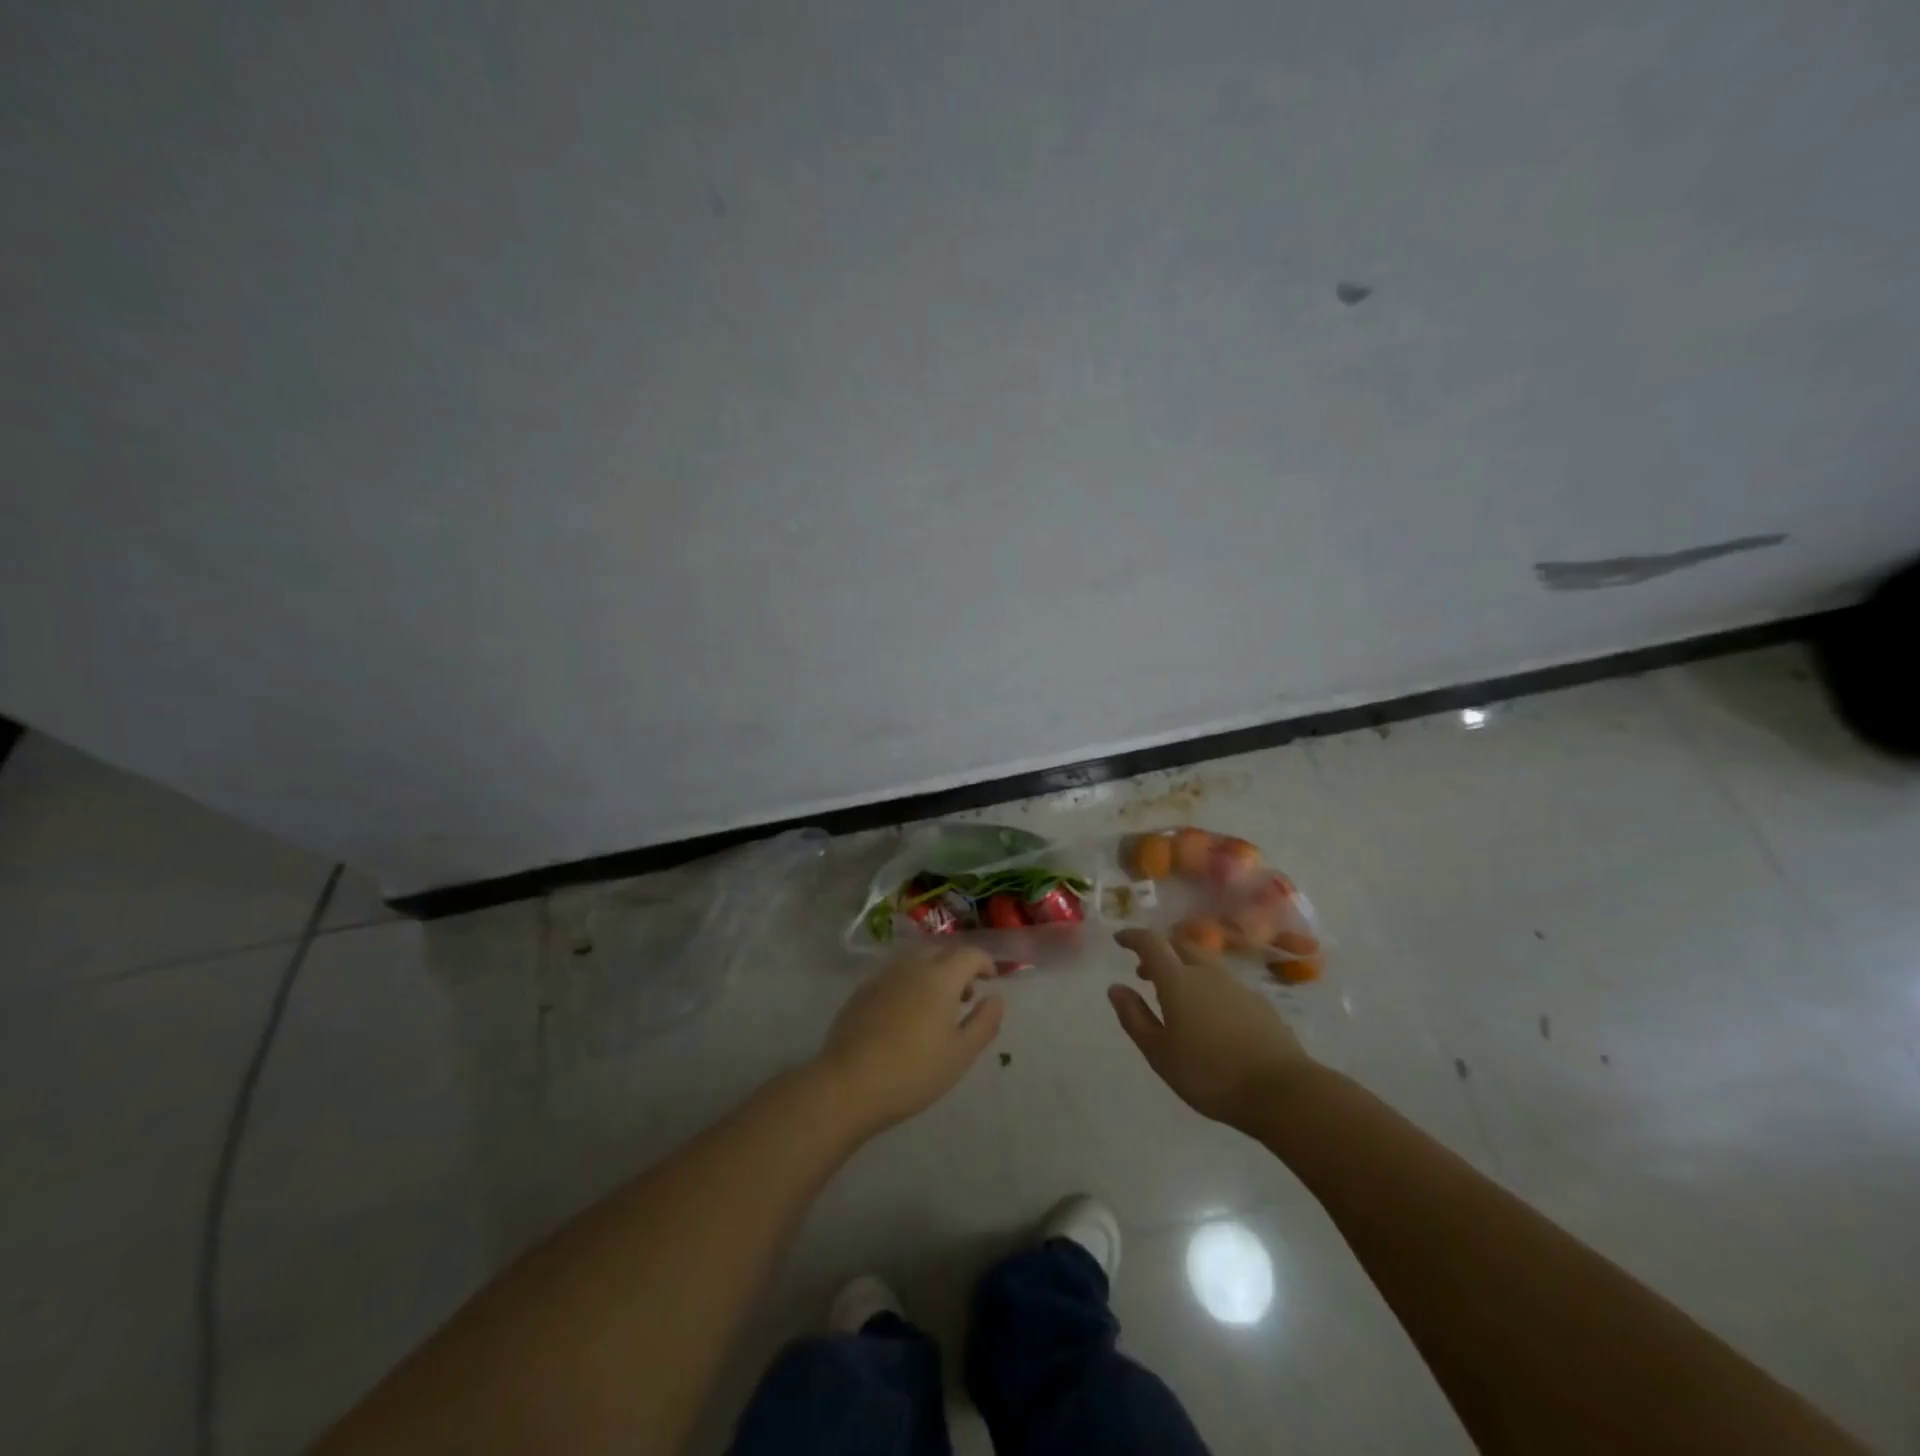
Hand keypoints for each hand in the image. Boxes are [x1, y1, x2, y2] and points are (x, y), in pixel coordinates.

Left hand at [816, 945, 1003, 1132]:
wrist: (848, 1084)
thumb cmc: (914, 1071)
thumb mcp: (961, 1053)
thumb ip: (984, 1022)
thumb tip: (996, 998)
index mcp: (940, 977)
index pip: (969, 954)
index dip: (984, 962)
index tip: (991, 978)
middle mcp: (911, 967)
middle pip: (941, 953)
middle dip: (958, 967)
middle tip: (966, 995)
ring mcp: (883, 976)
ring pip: (915, 963)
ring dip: (932, 975)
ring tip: (936, 1008)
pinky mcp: (861, 992)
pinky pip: (894, 978)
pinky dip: (908, 986)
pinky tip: (905, 1016)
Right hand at [1109, 929, 1313, 1130]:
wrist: (1282, 1090)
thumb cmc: (1210, 1074)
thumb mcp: (1159, 1053)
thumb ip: (1134, 1017)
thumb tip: (1116, 987)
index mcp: (1178, 980)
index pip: (1151, 942)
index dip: (1133, 936)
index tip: (1120, 939)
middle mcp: (1207, 973)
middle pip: (1180, 945)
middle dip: (1160, 951)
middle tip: (1145, 972)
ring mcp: (1237, 986)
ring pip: (1204, 963)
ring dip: (1184, 969)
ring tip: (1176, 997)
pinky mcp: (1260, 1003)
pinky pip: (1225, 983)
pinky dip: (1208, 987)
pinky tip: (1210, 1016)